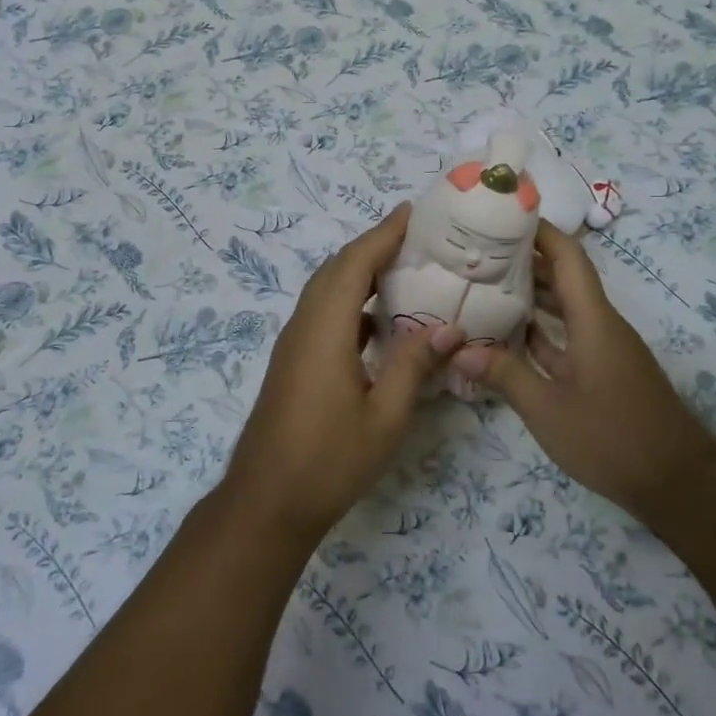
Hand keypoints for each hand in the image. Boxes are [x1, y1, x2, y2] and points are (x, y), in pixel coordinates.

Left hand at [221, 206, 464, 547]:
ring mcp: (295, 343)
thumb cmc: (329, 460)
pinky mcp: (294, 361)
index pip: (355, 264)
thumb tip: (449, 327)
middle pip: (337, 269)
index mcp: (325, 329)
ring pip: (327, 290)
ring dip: (360, 271)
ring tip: (404, 268)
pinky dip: (352, 302)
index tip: (413, 212)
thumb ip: (415, 366)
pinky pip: (324, 313)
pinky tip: (380, 321)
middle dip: (373, 245)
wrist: (267, 503)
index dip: (383, 234)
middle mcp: (304, 325)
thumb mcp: (385, 417)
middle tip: (417, 236)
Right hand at [451, 220, 712, 523]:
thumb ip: (504, 376)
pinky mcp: (601, 371)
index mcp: (593, 320)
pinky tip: (506, 335)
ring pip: (563, 308)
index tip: (504, 215)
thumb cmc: (612, 438)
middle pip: (562, 277)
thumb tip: (458, 349)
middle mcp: (600, 324)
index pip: (568, 257)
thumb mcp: (548, 410)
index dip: (540, 231)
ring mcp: (602, 349)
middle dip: (524, 260)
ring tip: (482, 284)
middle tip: (477, 251)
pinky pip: (565, 337)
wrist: (675, 482)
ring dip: (529, 295)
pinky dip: (538, 331)